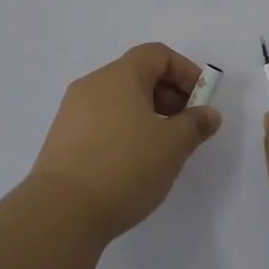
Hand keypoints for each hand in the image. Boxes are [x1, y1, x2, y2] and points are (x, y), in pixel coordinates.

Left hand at [30, 43, 222, 240]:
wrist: (60, 213)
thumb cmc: (124, 167)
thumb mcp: (172, 146)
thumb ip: (195, 125)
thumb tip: (208, 114)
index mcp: (120, 75)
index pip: (157, 55)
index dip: (184, 72)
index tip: (200, 101)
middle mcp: (93, 84)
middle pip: (137, 74)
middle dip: (168, 95)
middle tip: (185, 127)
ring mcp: (73, 111)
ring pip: (118, 99)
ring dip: (146, 114)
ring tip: (161, 148)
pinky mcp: (61, 139)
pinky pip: (101, 121)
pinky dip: (123, 130)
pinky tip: (131, 163)